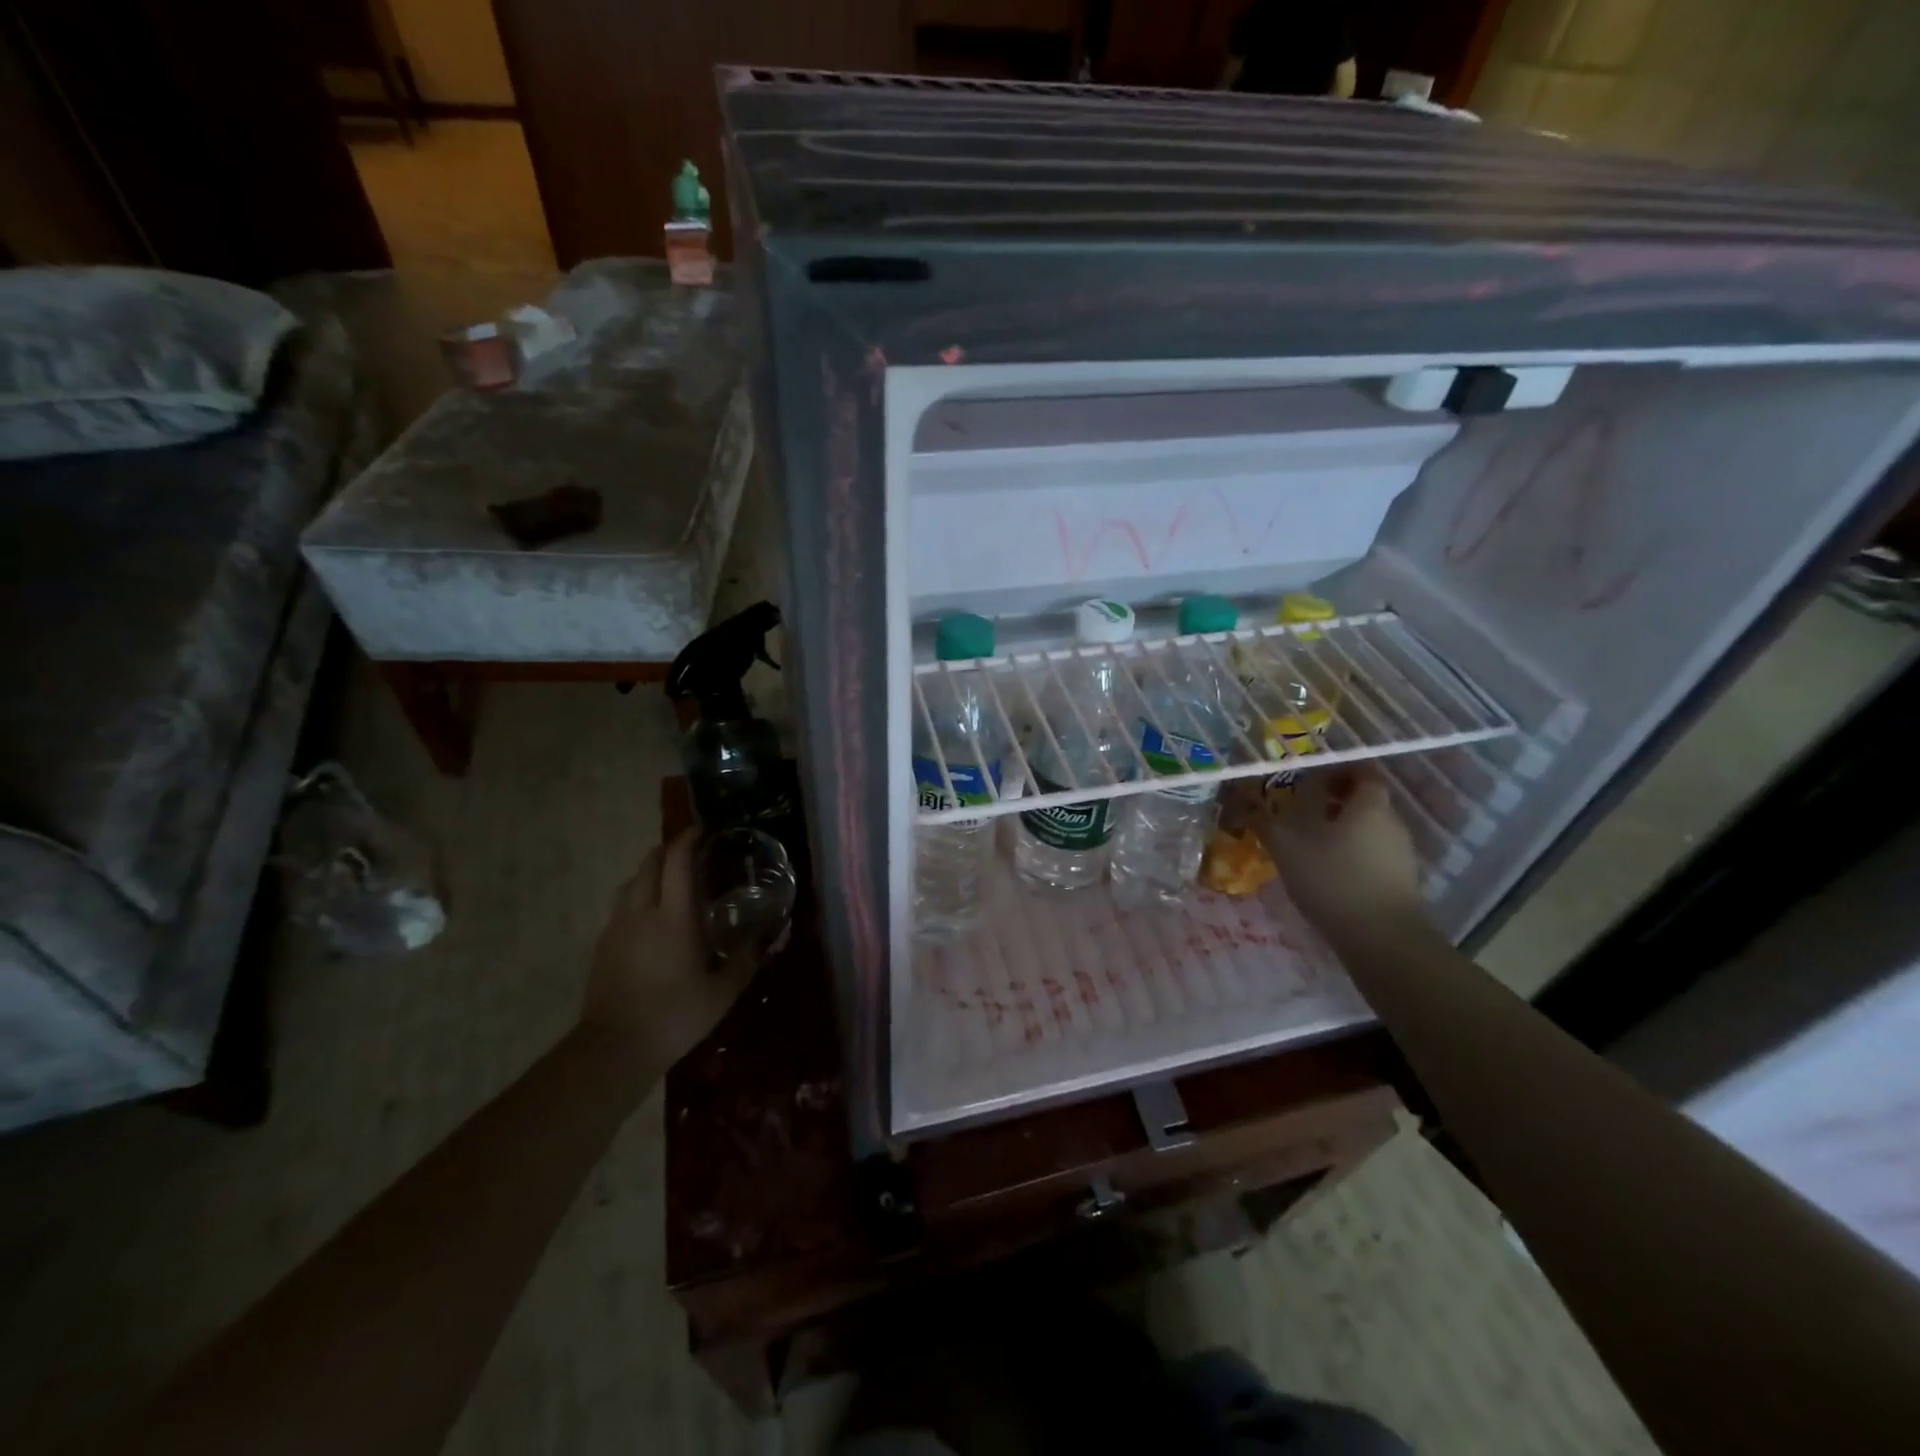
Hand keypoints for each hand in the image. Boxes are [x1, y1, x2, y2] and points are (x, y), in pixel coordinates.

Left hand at [579, 831, 757, 1077]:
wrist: (614, 1048)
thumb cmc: (675, 1016)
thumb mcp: (722, 992)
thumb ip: (745, 960)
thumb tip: (765, 938)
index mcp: (674, 917)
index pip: (677, 863)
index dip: (688, 841)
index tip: (701, 831)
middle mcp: (642, 913)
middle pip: (648, 865)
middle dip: (666, 852)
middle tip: (687, 854)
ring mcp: (616, 929)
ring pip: (629, 885)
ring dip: (649, 875)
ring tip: (668, 885)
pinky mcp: (602, 947)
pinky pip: (620, 909)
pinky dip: (636, 900)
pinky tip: (650, 923)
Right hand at [1257, 766, 1423, 945]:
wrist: (1382, 940)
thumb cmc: (1333, 878)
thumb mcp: (1286, 845)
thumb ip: (1265, 818)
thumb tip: (1245, 798)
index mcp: (1369, 804)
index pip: (1361, 771)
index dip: (1335, 770)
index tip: (1307, 779)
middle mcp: (1392, 821)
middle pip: (1363, 800)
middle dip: (1332, 801)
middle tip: (1299, 811)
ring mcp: (1401, 852)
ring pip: (1367, 828)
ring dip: (1340, 829)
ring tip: (1307, 844)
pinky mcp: (1400, 880)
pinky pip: (1372, 853)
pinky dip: (1350, 854)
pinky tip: (1326, 872)